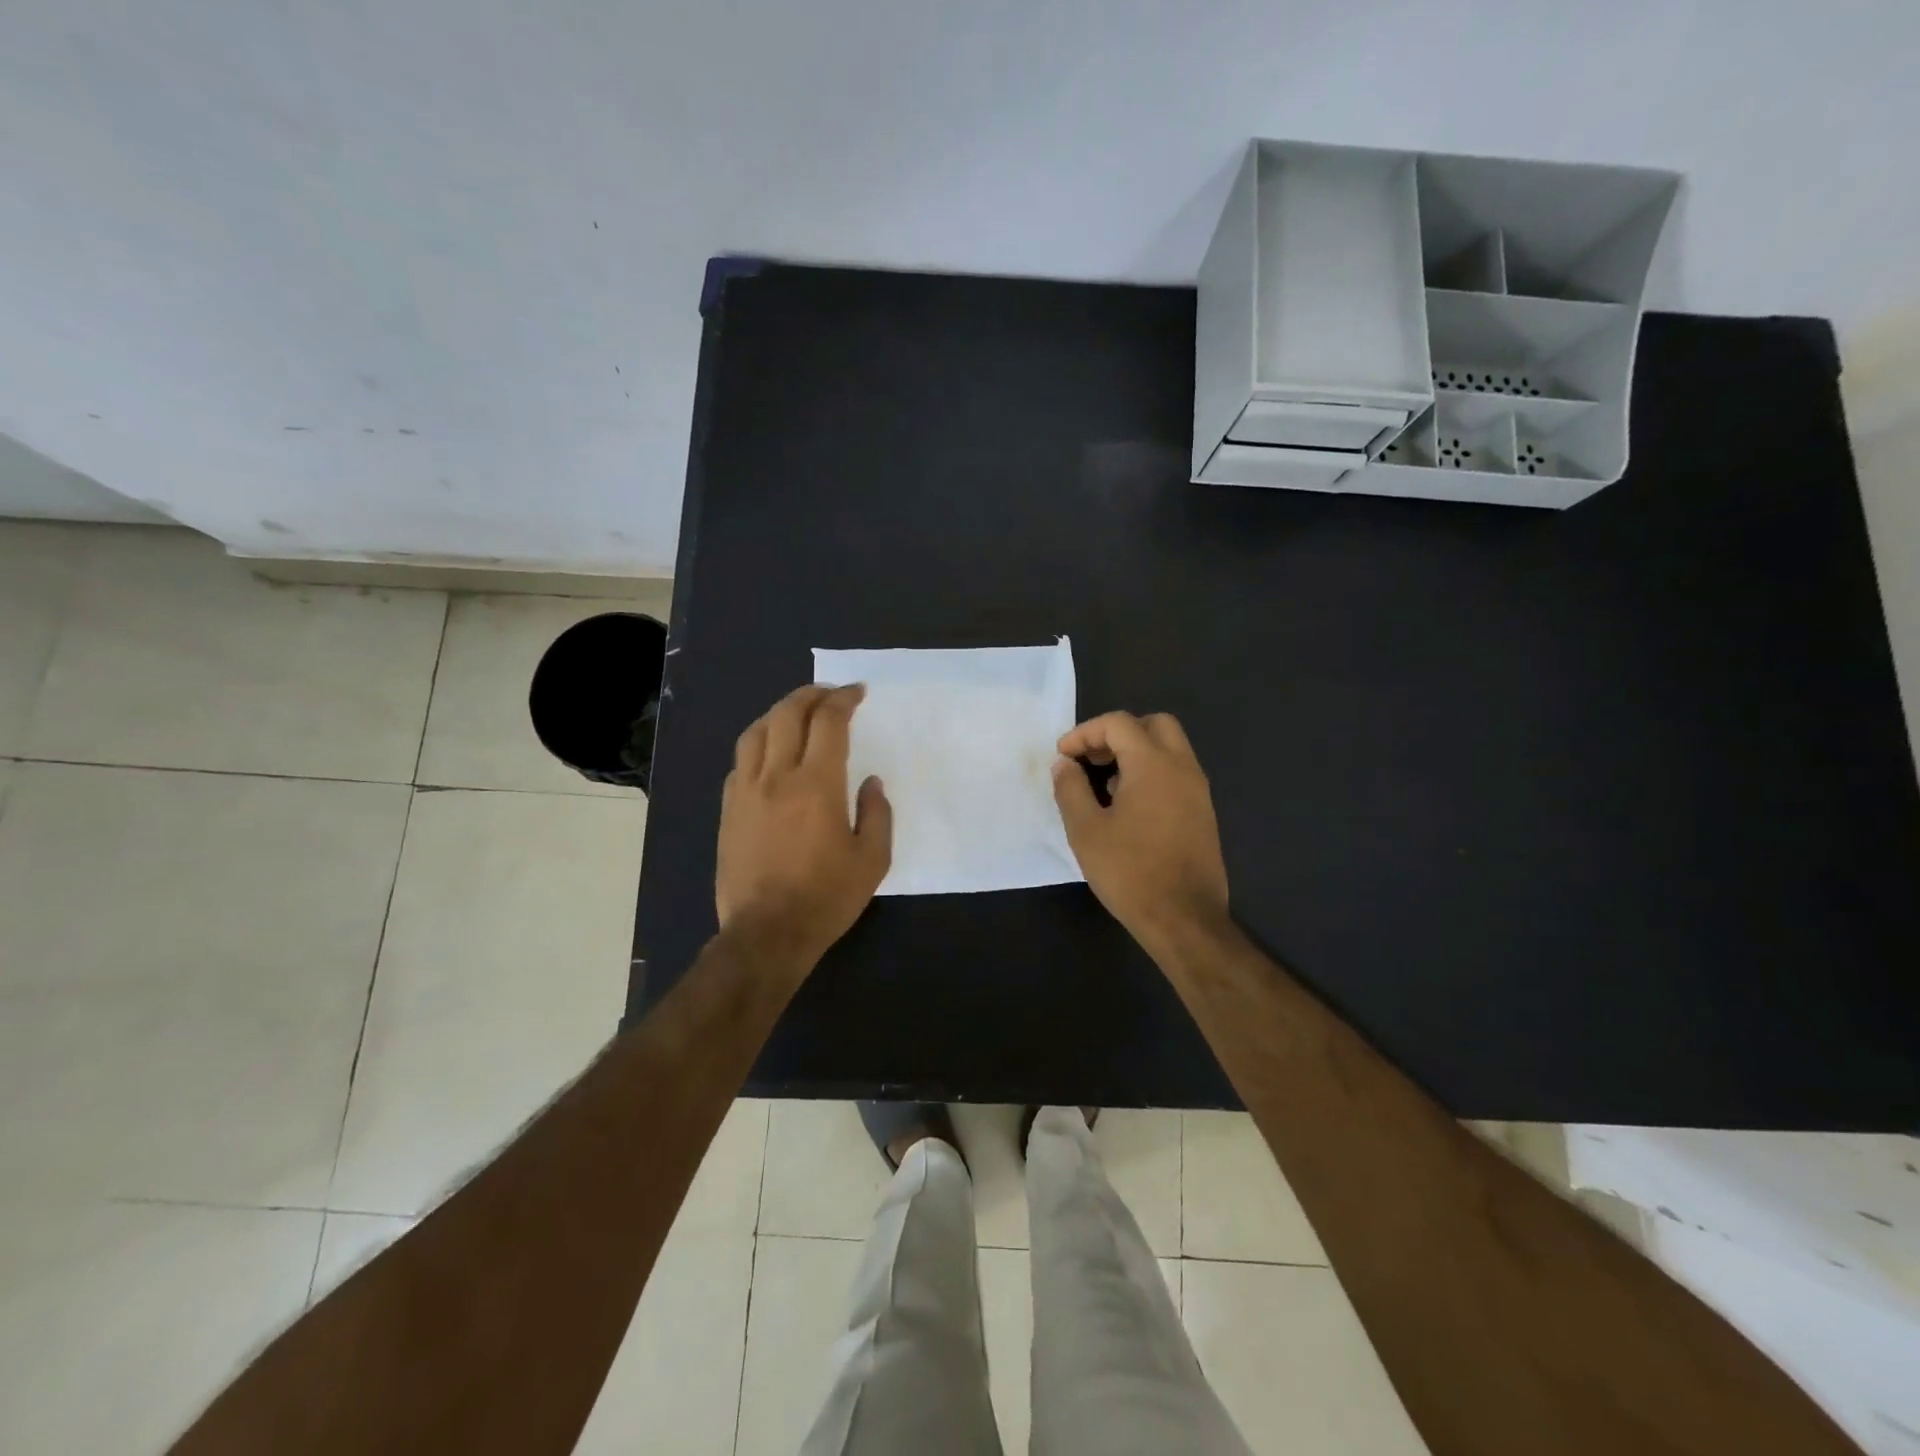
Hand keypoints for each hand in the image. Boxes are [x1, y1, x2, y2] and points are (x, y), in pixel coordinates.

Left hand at [716, 684, 892, 971]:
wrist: (767, 933)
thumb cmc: (826, 897)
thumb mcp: (872, 860)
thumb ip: (876, 813)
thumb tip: (869, 783)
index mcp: (816, 784)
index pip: (828, 722)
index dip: (843, 700)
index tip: (856, 692)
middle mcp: (777, 776)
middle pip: (787, 715)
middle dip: (810, 695)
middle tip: (829, 695)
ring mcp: (746, 791)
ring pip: (756, 732)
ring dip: (779, 713)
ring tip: (796, 714)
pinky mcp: (729, 810)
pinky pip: (741, 761)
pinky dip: (759, 744)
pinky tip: (769, 754)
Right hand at [1052, 711, 1229, 954]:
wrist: (1184, 919)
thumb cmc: (1130, 871)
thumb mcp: (1086, 830)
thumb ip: (1070, 788)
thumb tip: (1064, 764)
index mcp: (1153, 764)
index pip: (1118, 724)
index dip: (1085, 733)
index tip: (1063, 756)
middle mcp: (1182, 767)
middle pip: (1153, 725)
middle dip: (1118, 733)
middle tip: (1092, 759)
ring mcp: (1198, 790)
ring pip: (1170, 749)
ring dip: (1136, 753)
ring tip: (1106, 784)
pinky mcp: (1203, 813)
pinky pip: (1177, 774)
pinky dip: (1152, 773)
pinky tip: (1129, 807)